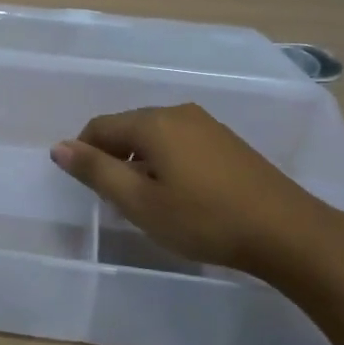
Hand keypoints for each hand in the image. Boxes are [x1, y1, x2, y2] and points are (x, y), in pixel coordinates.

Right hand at [49, 103, 343, 288]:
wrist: (285, 231)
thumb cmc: (203, 219)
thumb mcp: (140, 202)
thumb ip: (96, 172)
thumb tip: (58, 147)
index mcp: (153, 122)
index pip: (100, 127)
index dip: (83, 154)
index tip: (86, 188)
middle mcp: (178, 113)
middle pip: (128, 128)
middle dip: (112, 158)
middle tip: (115, 200)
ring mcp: (207, 125)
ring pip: (155, 137)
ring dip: (140, 163)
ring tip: (145, 201)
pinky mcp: (227, 142)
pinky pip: (180, 144)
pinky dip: (166, 163)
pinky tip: (178, 195)